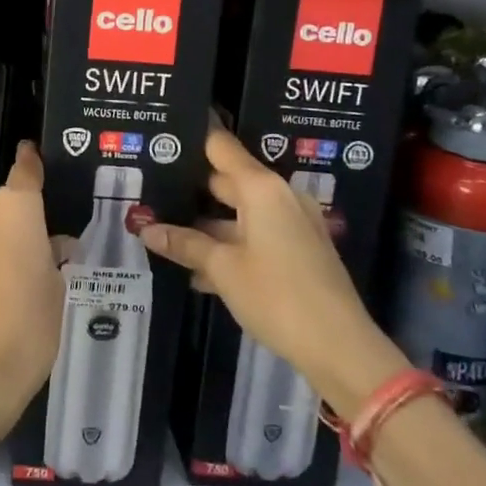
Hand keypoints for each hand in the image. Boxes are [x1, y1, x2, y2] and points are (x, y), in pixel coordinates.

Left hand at [0, 143, 64, 445]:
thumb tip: (50, 245)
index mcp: (14, 207)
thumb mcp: (55, 285)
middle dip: (21, 219)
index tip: (32, 152)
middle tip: (43, 247)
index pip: (25, 171)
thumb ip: (51, 254)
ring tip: (22, 271)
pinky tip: (0, 284)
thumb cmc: (30, 322)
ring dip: (1, 237)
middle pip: (5, 202)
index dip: (31, 161)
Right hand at [140, 129, 408, 419]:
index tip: (161, 138)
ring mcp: (292, 224)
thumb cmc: (277, 296)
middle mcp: (279, 197)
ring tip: (161, 228)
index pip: (221, 147)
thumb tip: (145, 228)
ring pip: (238, 213)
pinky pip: (254, 235)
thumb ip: (185, 244)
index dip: (191, 140)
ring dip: (206, 224)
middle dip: (190, 188)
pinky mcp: (297, 251)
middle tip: (150, 188)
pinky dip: (228, 244)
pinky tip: (196, 268)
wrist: (340, 348)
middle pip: (227, 180)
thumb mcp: (223, 269)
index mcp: (262, 188)